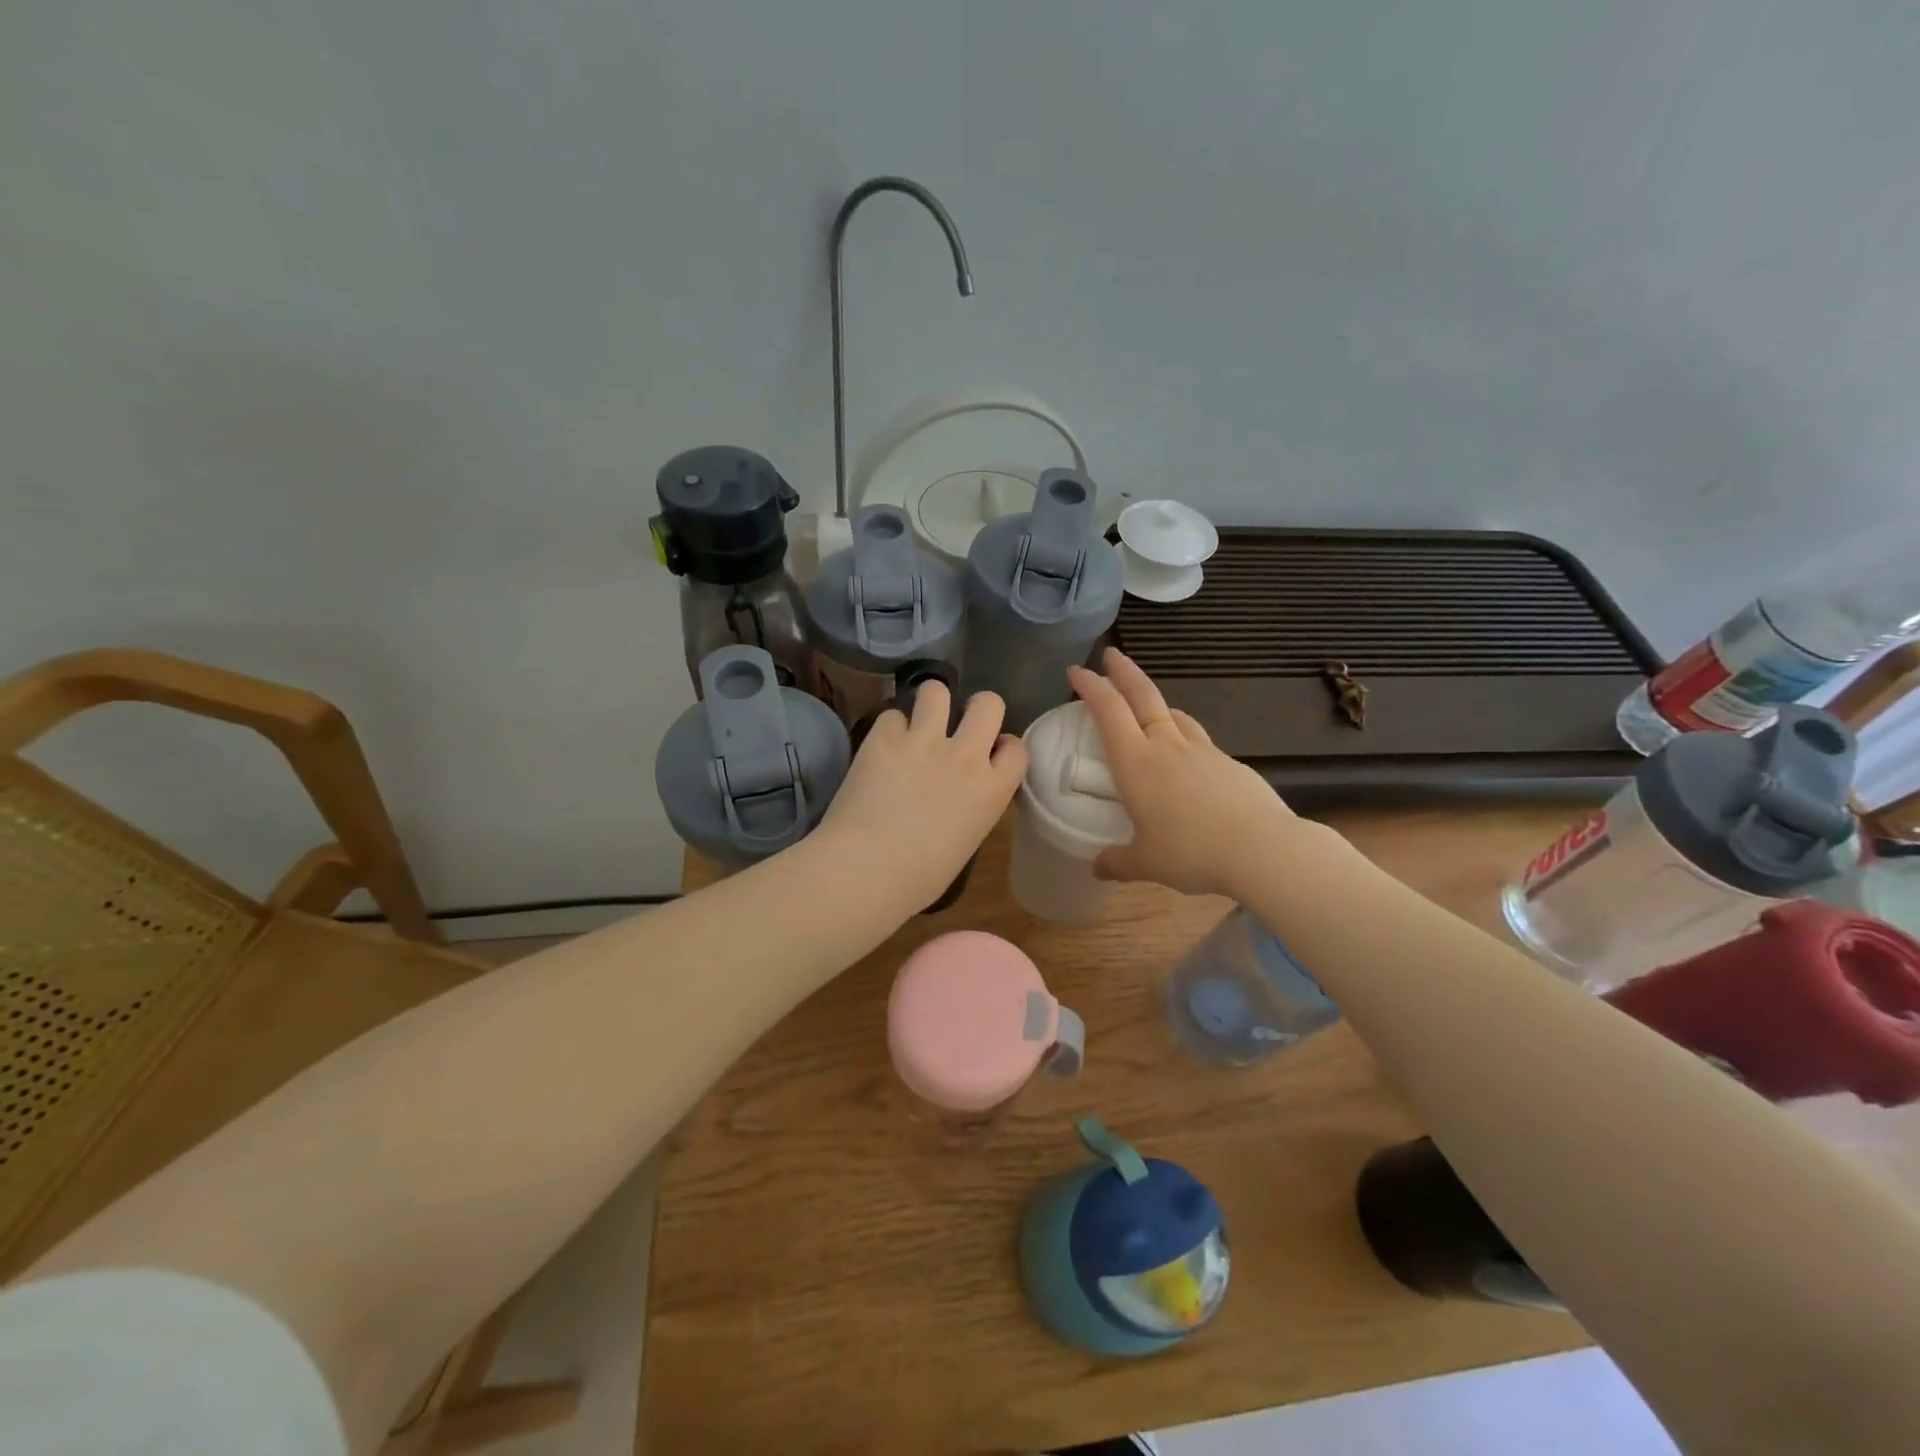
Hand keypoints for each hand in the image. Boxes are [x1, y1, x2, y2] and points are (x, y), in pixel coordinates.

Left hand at [818, 680, 1027, 911]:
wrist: (866, 870)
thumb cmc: (918, 878)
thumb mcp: (966, 842)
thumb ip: (971, 807)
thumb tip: (957, 796)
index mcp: (992, 790)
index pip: (1017, 748)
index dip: (1004, 747)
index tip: (990, 754)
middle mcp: (964, 756)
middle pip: (988, 703)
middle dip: (977, 708)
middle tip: (958, 725)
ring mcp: (923, 741)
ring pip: (937, 690)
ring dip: (931, 703)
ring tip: (919, 721)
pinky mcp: (884, 737)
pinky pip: (892, 715)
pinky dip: (889, 729)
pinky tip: (881, 748)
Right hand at [1068, 648, 1298, 898]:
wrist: (1263, 850)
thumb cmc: (1192, 852)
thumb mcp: (1146, 863)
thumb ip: (1118, 862)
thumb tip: (1098, 867)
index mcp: (1137, 764)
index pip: (1108, 711)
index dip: (1090, 686)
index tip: (1076, 671)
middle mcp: (1168, 747)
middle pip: (1143, 695)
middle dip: (1123, 671)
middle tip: (1111, 654)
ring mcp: (1204, 752)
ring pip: (1175, 716)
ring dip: (1157, 705)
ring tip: (1149, 710)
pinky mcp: (1231, 764)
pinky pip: (1199, 742)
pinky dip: (1185, 739)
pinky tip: (1189, 762)